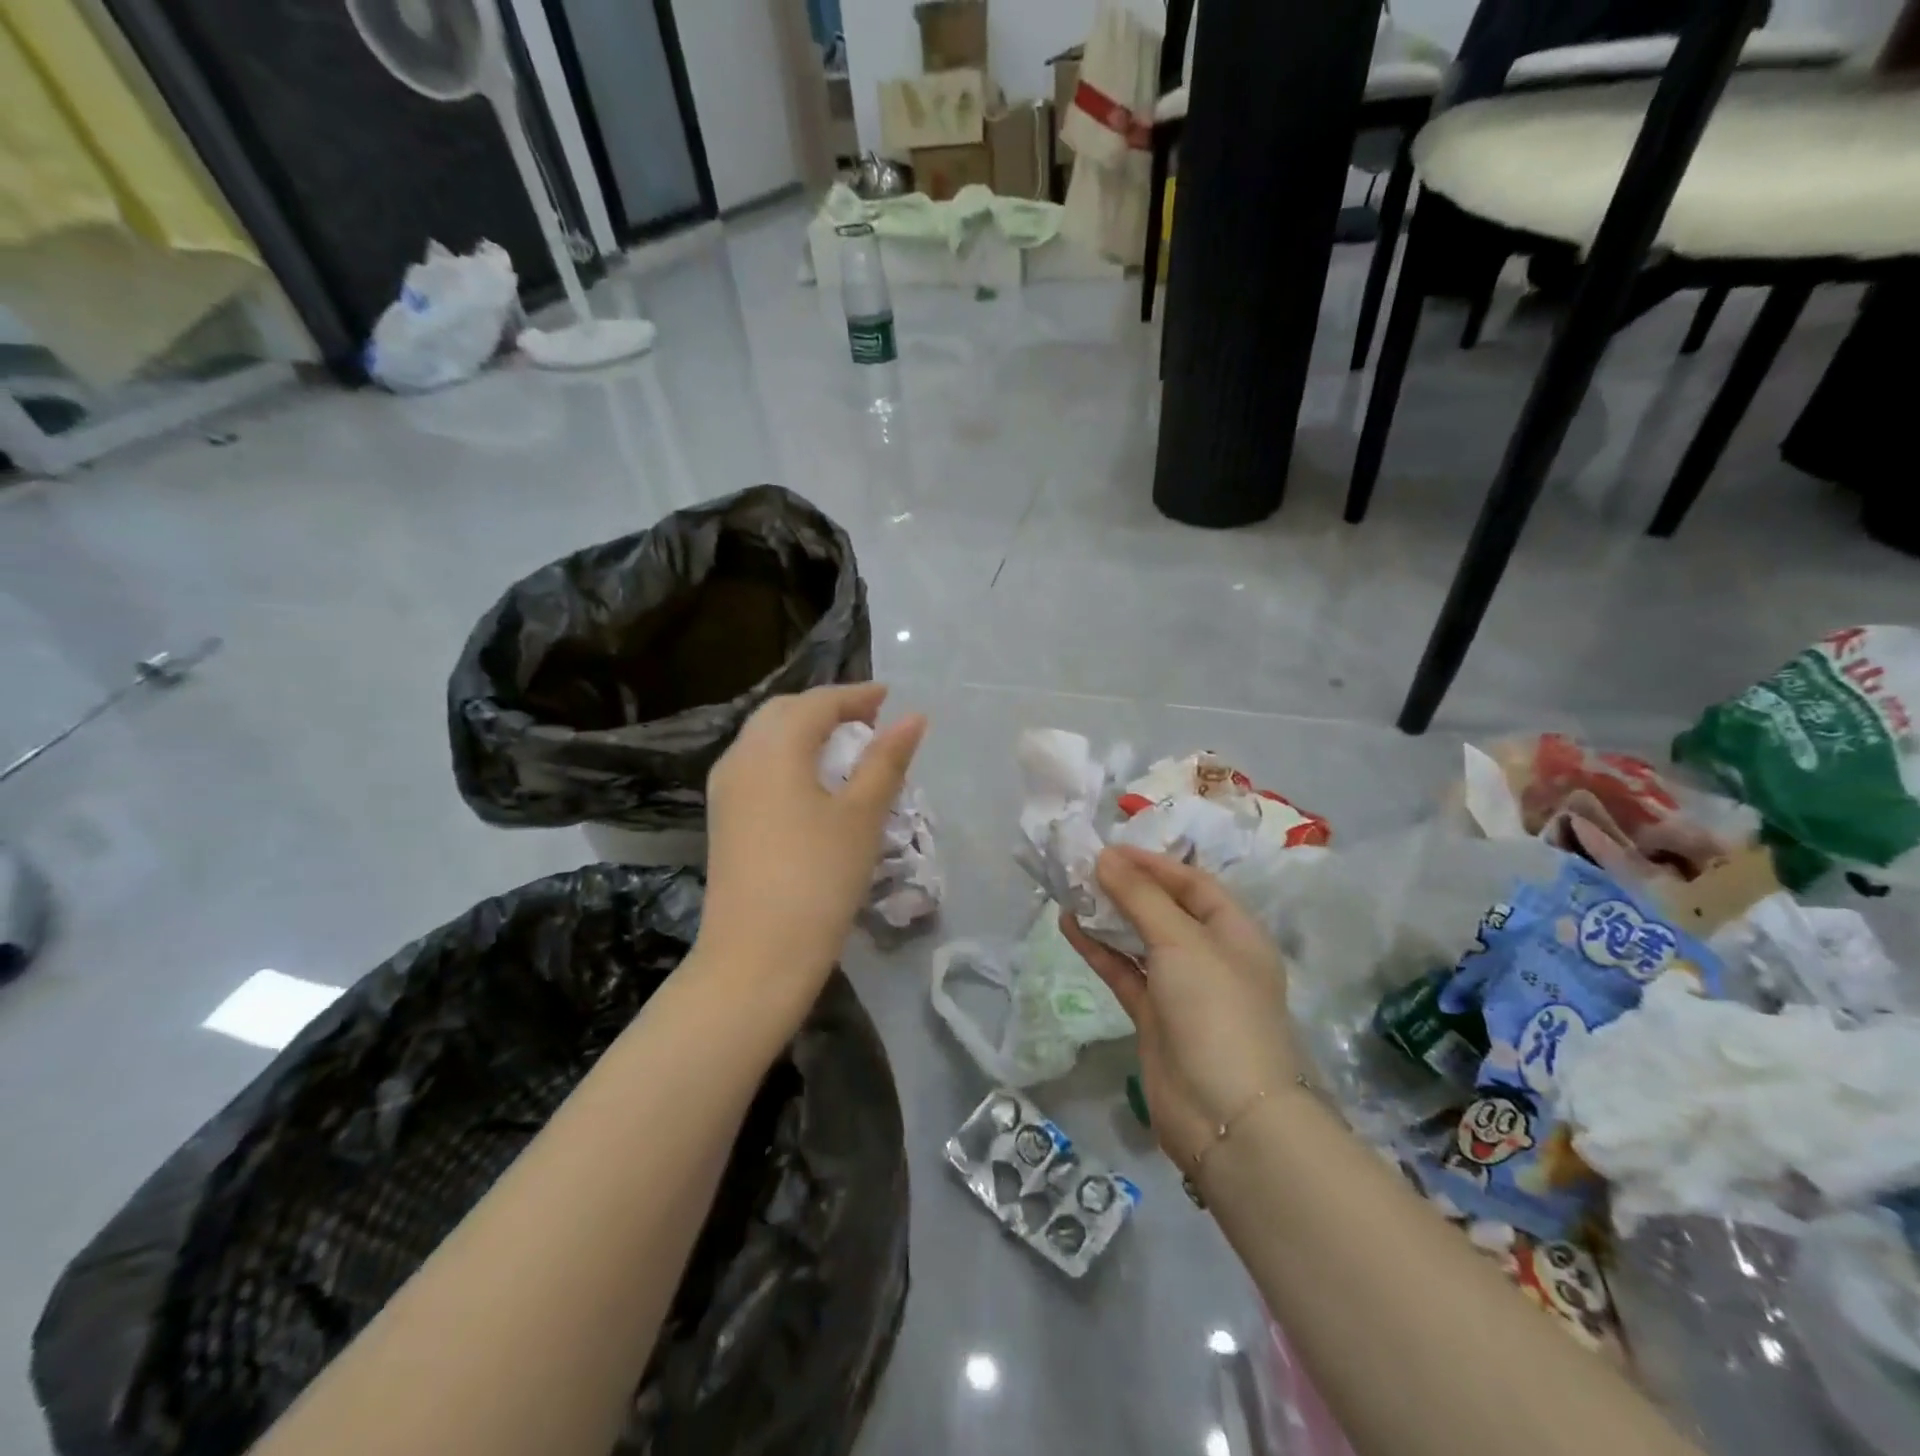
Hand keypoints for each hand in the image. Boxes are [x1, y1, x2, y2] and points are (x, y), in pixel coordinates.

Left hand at [698, 684, 926, 1005]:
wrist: (756, 956)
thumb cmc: (818, 878)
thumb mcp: (862, 816)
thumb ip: (886, 761)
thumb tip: (913, 718)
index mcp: (774, 748)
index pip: (817, 703)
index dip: (856, 695)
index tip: (888, 697)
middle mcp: (741, 757)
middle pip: (784, 713)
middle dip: (827, 708)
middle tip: (869, 721)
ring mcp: (725, 790)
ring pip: (766, 738)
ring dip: (805, 732)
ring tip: (846, 749)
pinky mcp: (724, 819)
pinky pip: (757, 766)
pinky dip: (788, 758)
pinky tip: (813, 783)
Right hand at [1062, 846, 1302, 1173]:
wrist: (1227, 1116)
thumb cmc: (1217, 1010)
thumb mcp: (1182, 941)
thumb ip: (1141, 897)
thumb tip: (1105, 857)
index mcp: (1235, 931)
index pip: (1192, 883)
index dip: (1152, 863)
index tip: (1109, 849)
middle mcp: (1211, 954)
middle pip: (1165, 909)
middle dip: (1126, 887)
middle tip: (1082, 867)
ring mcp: (1182, 988)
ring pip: (1140, 940)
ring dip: (1109, 916)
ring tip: (1070, 891)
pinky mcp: (1155, 1016)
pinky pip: (1124, 972)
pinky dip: (1100, 950)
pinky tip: (1071, 927)